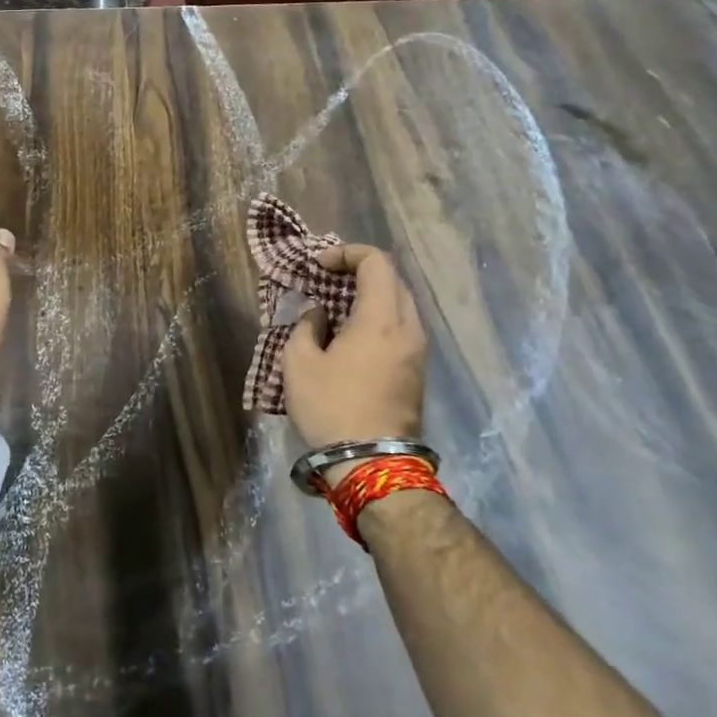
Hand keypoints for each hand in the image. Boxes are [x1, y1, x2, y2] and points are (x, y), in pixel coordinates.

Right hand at [282, 243, 427, 449]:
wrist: (371, 463)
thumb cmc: (330, 407)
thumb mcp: (298, 362)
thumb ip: (306, 327)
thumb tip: (319, 315)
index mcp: (382, 319)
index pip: (376, 262)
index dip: (346, 253)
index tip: (318, 265)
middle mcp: (408, 328)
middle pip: (392, 280)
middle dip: (358, 271)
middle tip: (326, 280)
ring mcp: (417, 351)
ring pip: (399, 304)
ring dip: (369, 296)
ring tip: (335, 307)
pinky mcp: (417, 371)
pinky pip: (400, 327)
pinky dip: (377, 317)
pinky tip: (350, 334)